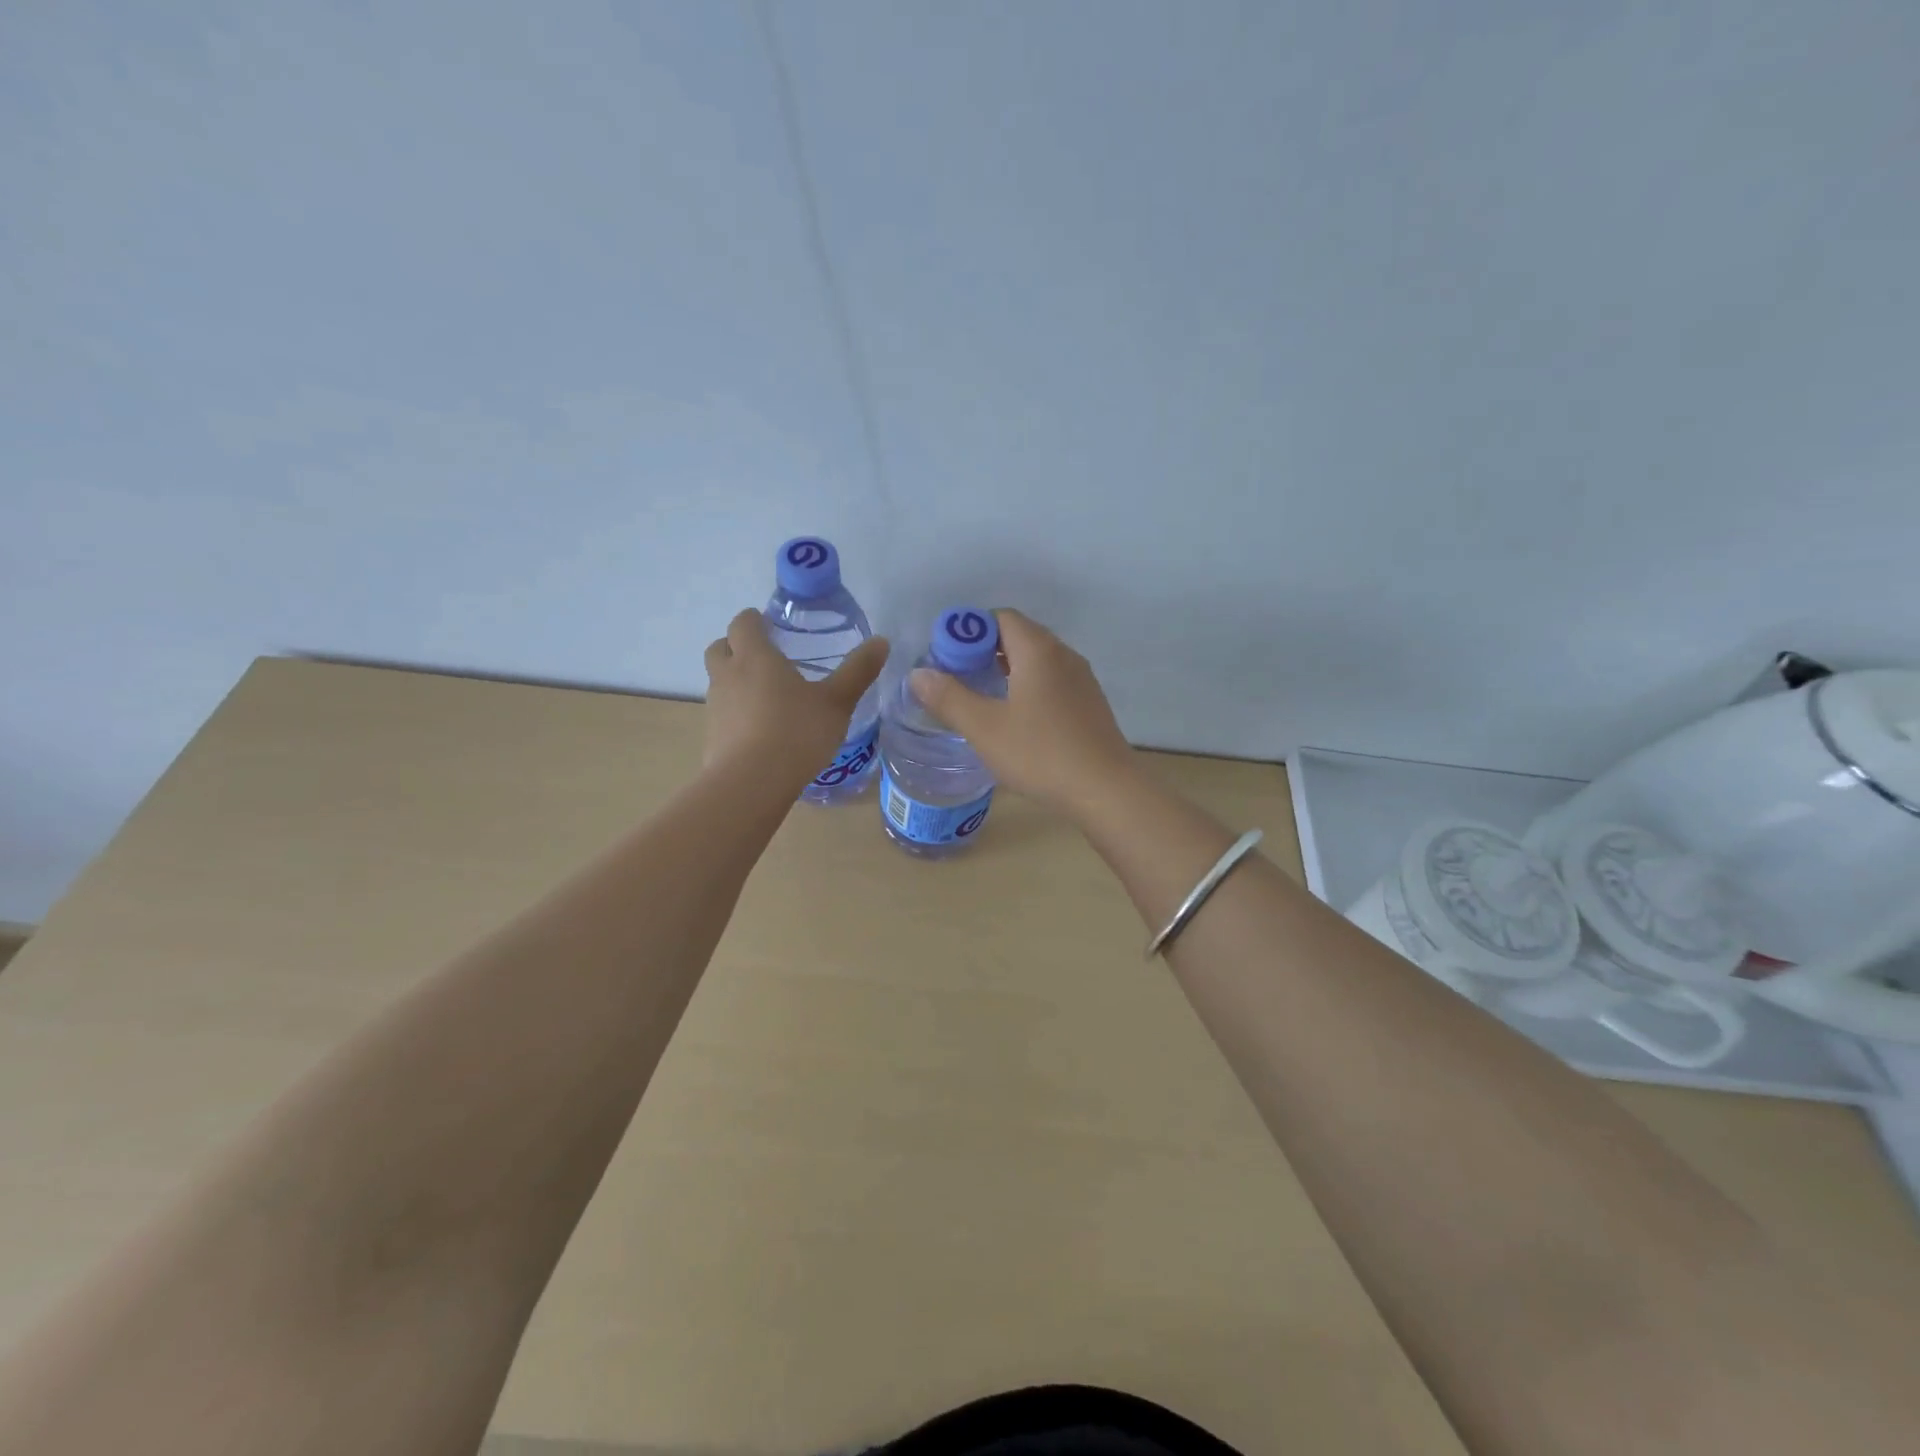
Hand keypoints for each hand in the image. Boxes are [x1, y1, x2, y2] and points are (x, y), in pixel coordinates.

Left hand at [703, 609, 889, 782]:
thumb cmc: (797, 732)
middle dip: (736, 646)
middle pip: (720, 647)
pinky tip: (760, 732)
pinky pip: (722, 714)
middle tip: (764, 657)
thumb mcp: (837, 702)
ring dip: (735, 681)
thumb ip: (858, 671)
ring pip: (719, 682)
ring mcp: (715, 707)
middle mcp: (728, 676)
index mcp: (755, 657)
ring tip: (766, 697)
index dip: (754, 620)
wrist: (752, 784)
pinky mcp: (711, 737)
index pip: (743, 623)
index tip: (769, 625)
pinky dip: (736, 714)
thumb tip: (882, 642)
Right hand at [908, 608, 1136, 817]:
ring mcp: (1081, 680)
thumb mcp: (985, 727)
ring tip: (981, 699)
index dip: (969, 631)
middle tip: (956, 679)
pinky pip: (1052, 682)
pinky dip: (1027, 688)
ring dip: (1006, 671)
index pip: (1000, 618)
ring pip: (1037, 661)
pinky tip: (1015, 720)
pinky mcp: (1089, 705)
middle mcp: (1064, 655)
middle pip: (1019, 636)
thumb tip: (918, 674)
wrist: (1106, 790)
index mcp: (1038, 650)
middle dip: (983, 651)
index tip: (946, 658)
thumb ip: (949, 698)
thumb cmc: (1041, 753)